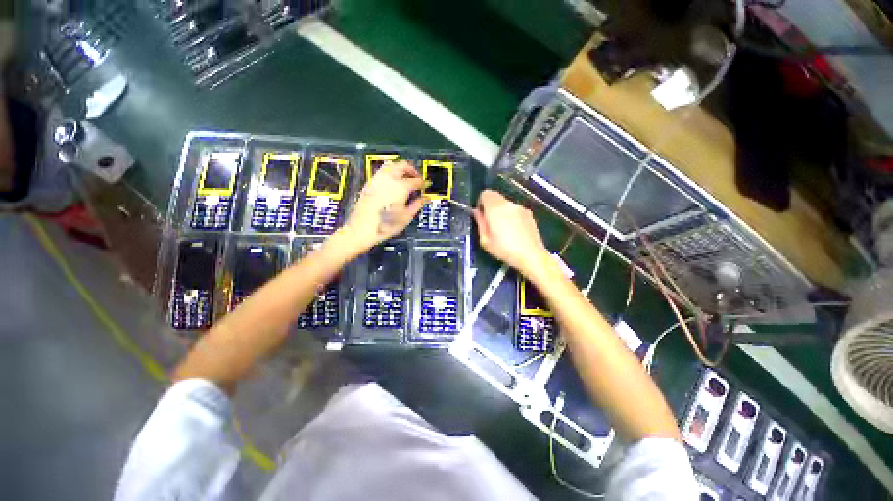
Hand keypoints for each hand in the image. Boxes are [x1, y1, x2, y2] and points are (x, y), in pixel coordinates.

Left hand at [338, 160, 423, 255]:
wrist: (362, 228)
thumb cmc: (384, 225)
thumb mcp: (406, 217)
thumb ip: (417, 205)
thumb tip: (424, 199)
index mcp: (401, 187)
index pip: (416, 180)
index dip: (423, 183)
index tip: (425, 186)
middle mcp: (389, 179)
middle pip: (403, 165)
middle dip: (412, 170)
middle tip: (416, 178)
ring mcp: (377, 180)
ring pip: (391, 165)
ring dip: (400, 169)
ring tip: (404, 178)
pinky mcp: (369, 183)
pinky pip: (382, 171)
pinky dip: (390, 173)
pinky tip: (392, 183)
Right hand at [473, 190, 549, 275]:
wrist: (531, 255)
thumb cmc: (504, 250)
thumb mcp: (485, 240)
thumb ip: (480, 222)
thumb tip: (476, 212)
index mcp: (495, 209)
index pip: (485, 193)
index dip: (481, 202)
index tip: (481, 215)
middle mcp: (508, 204)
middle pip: (496, 197)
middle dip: (491, 207)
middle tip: (491, 224)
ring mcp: (520, 208)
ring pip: (506, 204)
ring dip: (502, 212)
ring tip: (504, 230)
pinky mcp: (529, 214)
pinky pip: (515, 210)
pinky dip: (512, 216)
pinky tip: (515, 231)